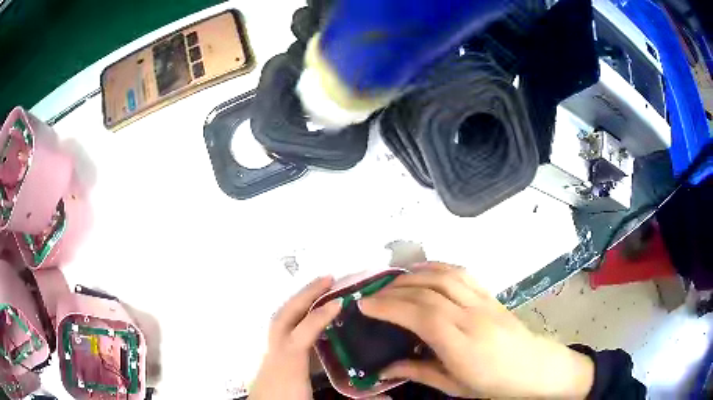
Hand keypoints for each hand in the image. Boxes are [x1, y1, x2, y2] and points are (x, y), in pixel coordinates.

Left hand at [249, 276, 341, 399]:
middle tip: (327, 279)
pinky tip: (306, 317)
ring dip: (298, 302)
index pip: (302, 333)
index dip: (320, 316)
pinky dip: (293, 316)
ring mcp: (270, 354)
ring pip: (279, 321)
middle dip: (304, 296)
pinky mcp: (271, 358)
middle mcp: (277, 354)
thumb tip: (392, 397)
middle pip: (284, 318)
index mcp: (289, 365)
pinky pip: (281, 329)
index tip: (339, 301)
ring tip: (317, 291)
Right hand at [358, 262, 594, 398]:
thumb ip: (418, 373)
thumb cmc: (493, 384)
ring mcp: (485, 303)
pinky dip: (438, 267)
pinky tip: (425, 272)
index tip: (365, 305)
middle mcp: (473, 317)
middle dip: (395, 289)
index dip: (390, 306)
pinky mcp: (491, 296)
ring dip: (415, 274)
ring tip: (394, 281)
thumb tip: (383, 369)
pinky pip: (463, 274)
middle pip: (430, 291)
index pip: (422, 315)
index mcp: (463, 344)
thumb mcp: (454, 387)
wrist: (534, 368)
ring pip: (446, 276)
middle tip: (372, 295)